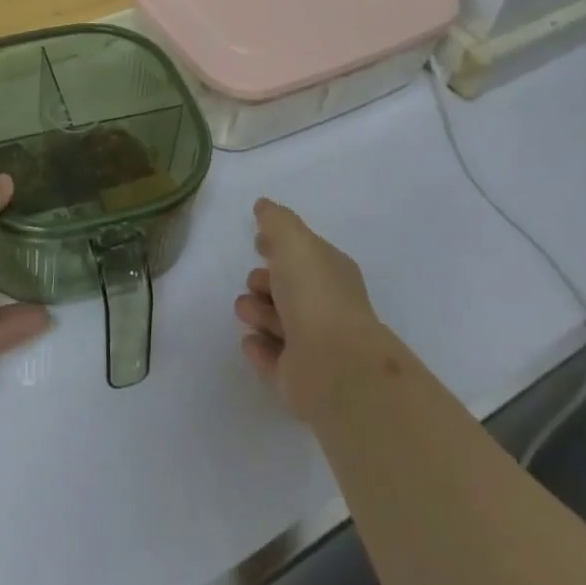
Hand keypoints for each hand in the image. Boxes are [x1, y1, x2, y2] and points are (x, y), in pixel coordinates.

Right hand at [234, 197, 397, 422]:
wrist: (333, 364)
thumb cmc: (315, 293)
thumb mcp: (294, 241)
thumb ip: (276, 220)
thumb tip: (264, 206)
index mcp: (329, 272)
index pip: (302, 254)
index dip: (279, 247)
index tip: (258, 243)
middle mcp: (323, 307)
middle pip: (285, 289)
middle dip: (263, 283)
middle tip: (257, 285)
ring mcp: (311, 345)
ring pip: (274, 321)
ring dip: (257, 312)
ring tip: (252, 314)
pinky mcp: (296, 378)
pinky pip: (269, 356)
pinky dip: (259, 347)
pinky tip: (252, 340)